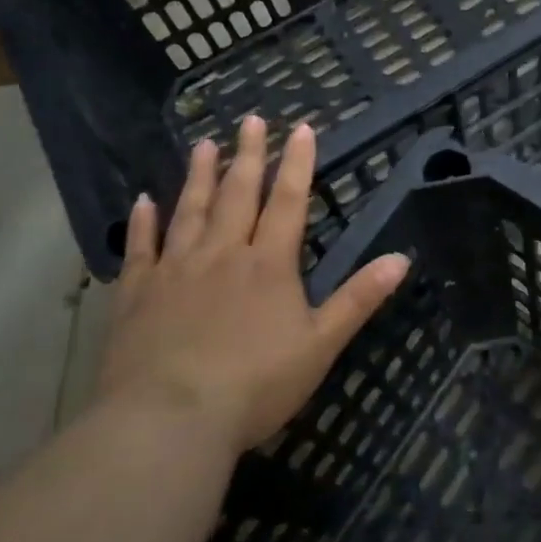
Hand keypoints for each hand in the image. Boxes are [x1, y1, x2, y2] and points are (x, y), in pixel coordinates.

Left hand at [98, 116, 409, 453]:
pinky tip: (143, 201)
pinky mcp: (137, 294)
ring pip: (190, 211)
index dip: (297, 164)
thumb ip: (359, 298)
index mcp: (268, 264)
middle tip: (250, 120)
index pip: (288, 202)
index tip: (301, 128)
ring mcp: (175, 270)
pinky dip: (143, 222)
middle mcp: (222, 254)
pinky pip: (142, 248)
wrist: (168, 421)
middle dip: (248, 156)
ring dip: (199, 176)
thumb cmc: (255, 386)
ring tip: (204, 145)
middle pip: (238, 194)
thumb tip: (403, 258)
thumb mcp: (321, 345)